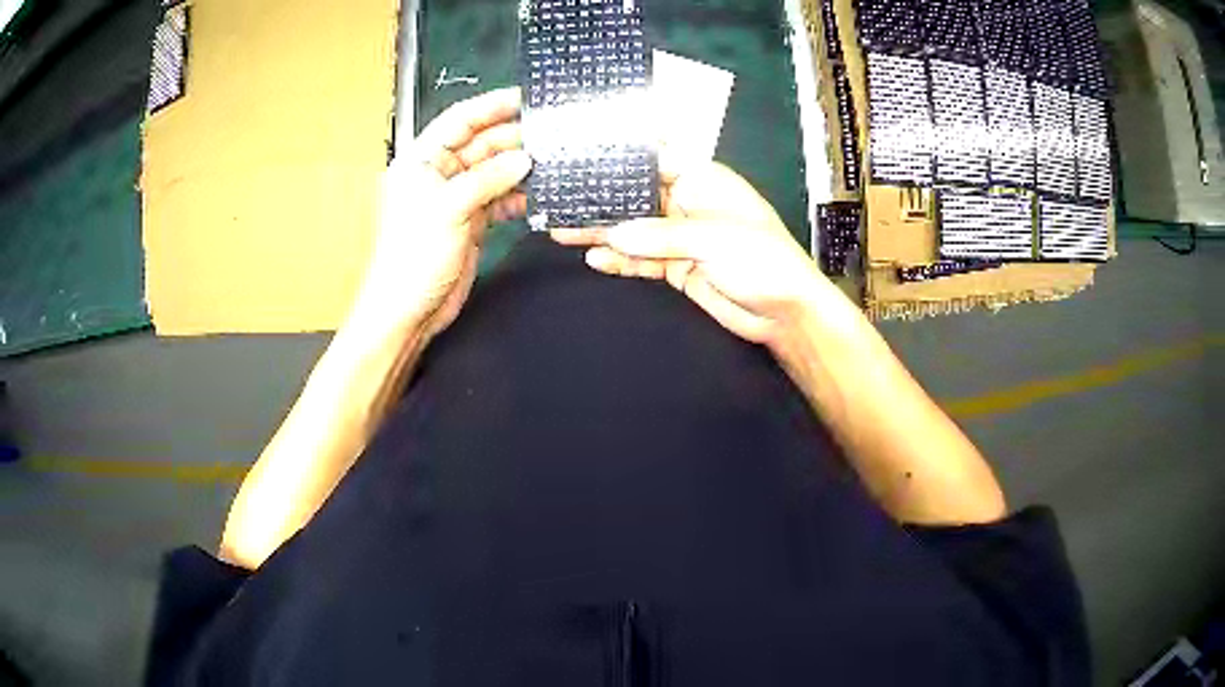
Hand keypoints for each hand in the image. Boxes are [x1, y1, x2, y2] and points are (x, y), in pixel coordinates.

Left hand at [351, 88, 531, 340]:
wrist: (409, 310)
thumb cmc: (413, 257)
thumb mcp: (449, 209)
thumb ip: (488, 179)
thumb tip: (525, 159)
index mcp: (421, 160)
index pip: (459, 120)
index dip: (491, 106)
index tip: (525, 97)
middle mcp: (438, 174)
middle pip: (481, 144)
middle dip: (513, 139)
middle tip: (551, 134)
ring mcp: (455, 198)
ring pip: (493, 171)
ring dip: (519, 168)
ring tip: (553, 162)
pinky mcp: (470, 221)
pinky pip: (499, 199)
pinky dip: (518, 196)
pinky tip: (540, 195)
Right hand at [550, 162, 828, 346]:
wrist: (784, 314)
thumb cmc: (763, 261)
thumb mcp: (713, 239)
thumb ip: (662, 235)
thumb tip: (614, 236)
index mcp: (704, 181)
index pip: (657, 159)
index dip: (623, 157)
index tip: (584, 155)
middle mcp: (689, 204)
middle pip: (638, 196)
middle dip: (603, 198)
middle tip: (561, 199)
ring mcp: (681, 238)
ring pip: (635, 230)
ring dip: (603, 232)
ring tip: (563, 230)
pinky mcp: (677, 267)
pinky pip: (642, 260)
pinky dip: (620, 261)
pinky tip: (595, 259)